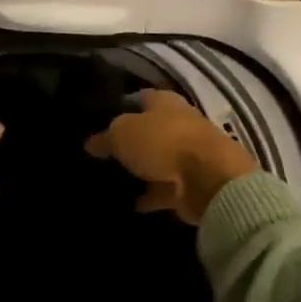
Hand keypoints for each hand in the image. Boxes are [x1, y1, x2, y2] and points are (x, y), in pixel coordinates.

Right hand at [84, 89, 256, 224]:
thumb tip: (91, 143)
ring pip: (158, 160)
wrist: (209, 179)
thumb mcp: (123, 133)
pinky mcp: (192, 184)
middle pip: (151, 130)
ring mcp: (189, 156)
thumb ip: (106, 137)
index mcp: (166, 102)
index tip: (100, 119)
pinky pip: (165, 189)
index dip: (121, 105)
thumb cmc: (163, 142)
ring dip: (142, 170)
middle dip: (131, 139)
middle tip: (103, 152)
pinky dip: (151, 196)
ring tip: (113, 179)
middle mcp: (180, 124)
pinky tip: (130, 204)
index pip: (140, 97)